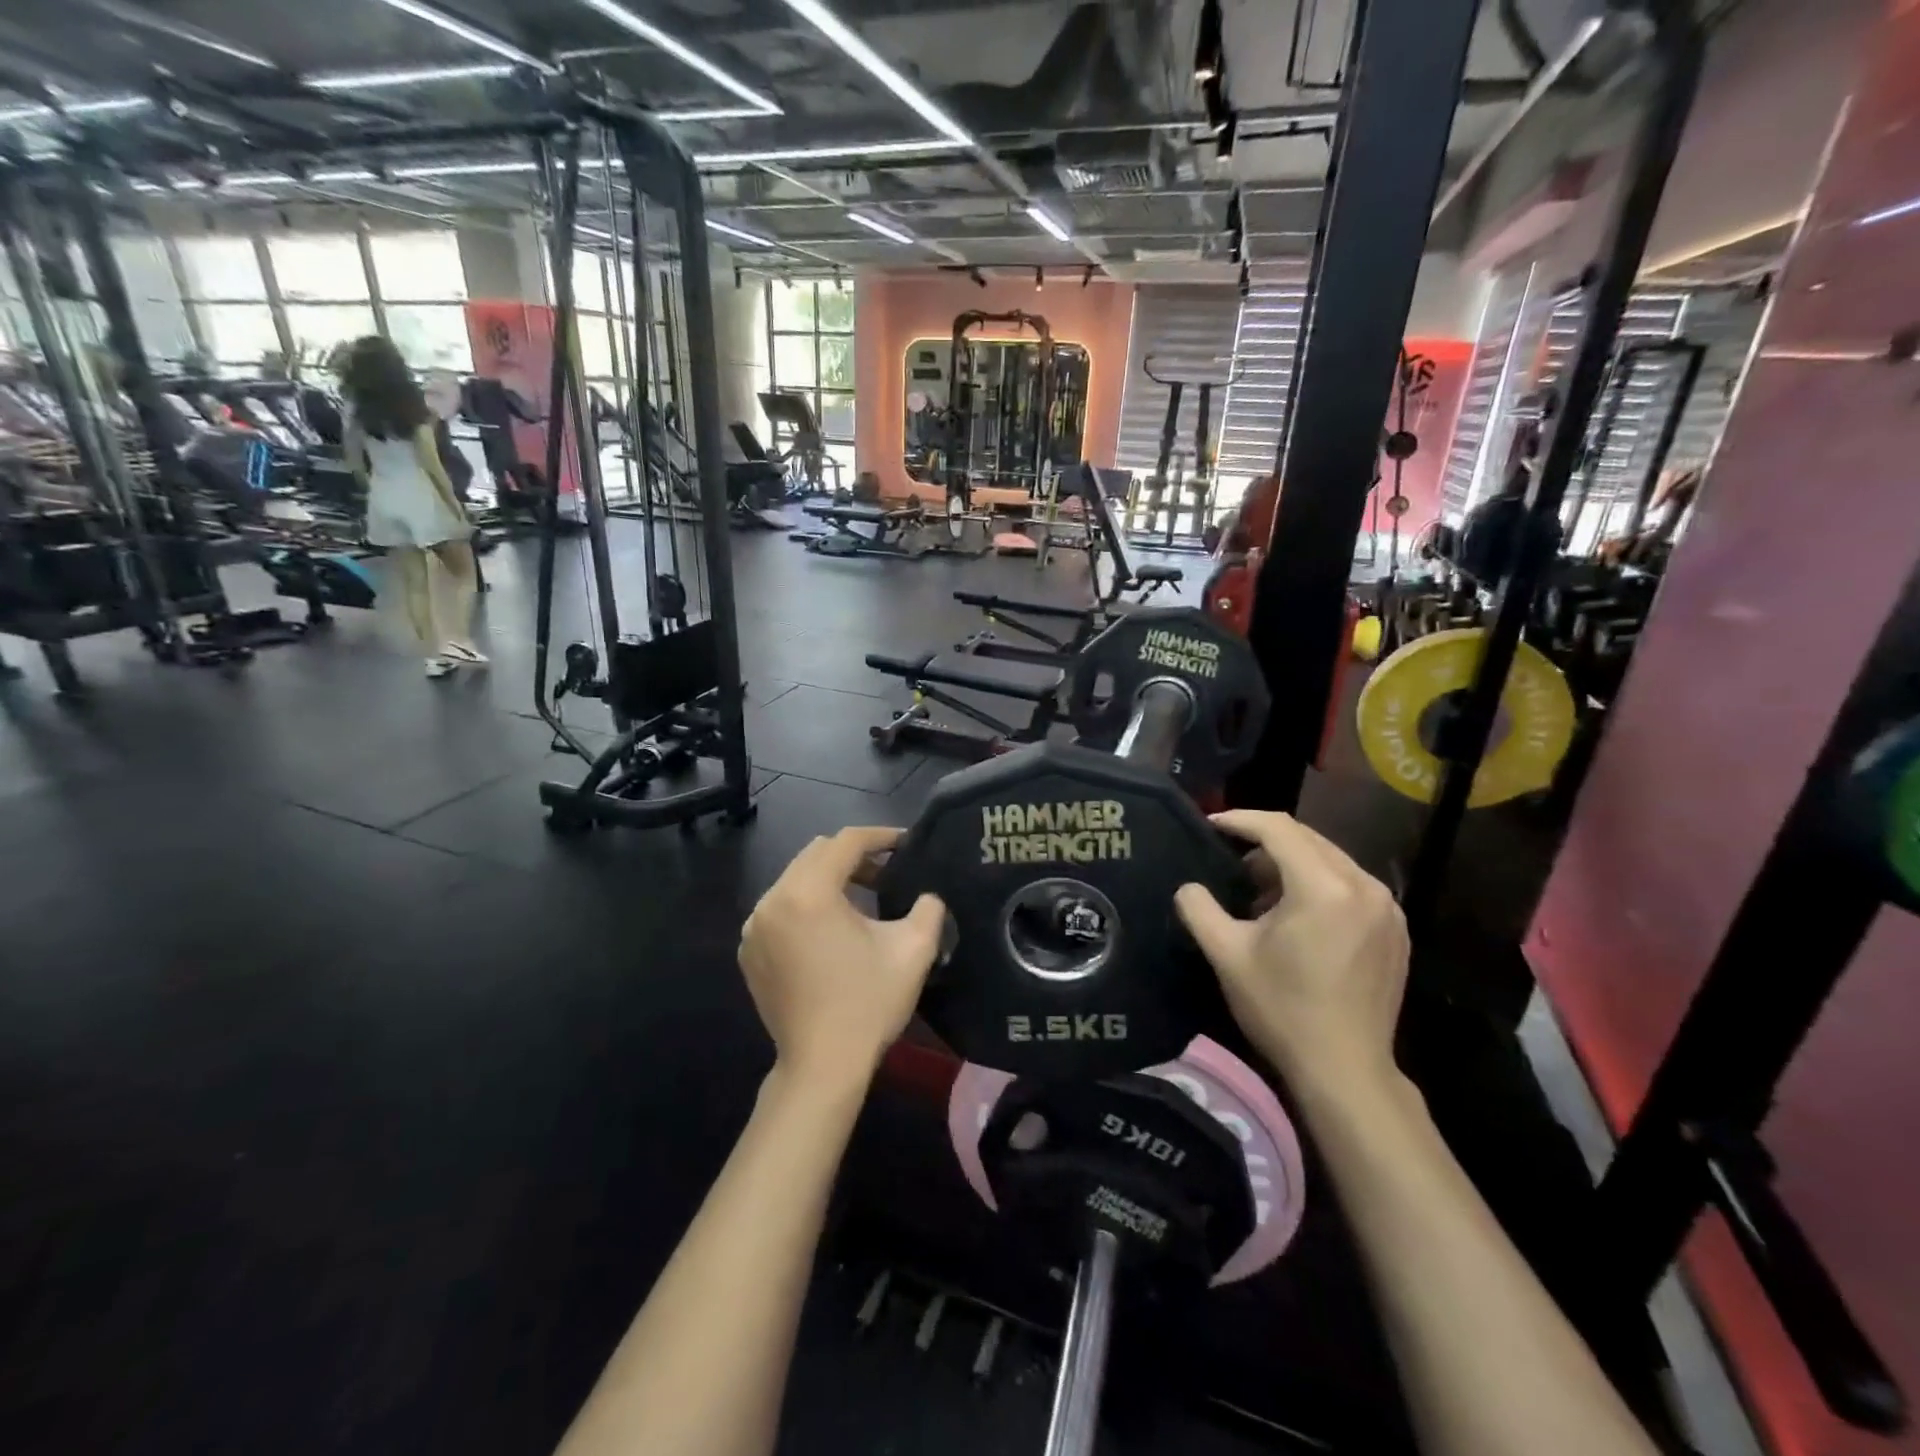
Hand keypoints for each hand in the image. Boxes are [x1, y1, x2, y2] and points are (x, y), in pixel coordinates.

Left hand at [739, 827, 945, 1091]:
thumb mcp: (914, 949)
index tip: (906, 843)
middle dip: (854, 856)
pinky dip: (807, 906)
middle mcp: (773, 900)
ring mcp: (755, 927)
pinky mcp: (749, 951)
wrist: (822, 1066)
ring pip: (796, 880)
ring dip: (830, 880)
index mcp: (809, 892)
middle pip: (816, 855)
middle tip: (887, 872)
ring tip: (863, 900)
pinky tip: (831, 931)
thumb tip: (927, 894)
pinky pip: (781, 908)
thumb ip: (928, 907)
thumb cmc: (869, 1003)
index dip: (880, 836)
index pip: (846, 842)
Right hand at [1175, 811, 1408, 1098]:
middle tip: (1231, 859)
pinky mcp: (1396, 930)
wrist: (1345, 1070)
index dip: (1240, 820)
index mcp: (1324, 887)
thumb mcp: (1227, 955)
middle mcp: (1364, 886)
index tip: (1211, 824)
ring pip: (1332, 861)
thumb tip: (1189, 887)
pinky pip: (1352, 886)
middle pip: (1308, 839)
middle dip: (1265, 842)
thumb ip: (1199, 909)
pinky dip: (1320, 884)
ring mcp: (1387, 908)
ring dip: (1293, 864)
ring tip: (1261, 892)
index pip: (1279, 829)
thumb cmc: (1282, 1009)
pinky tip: (1297, 915)